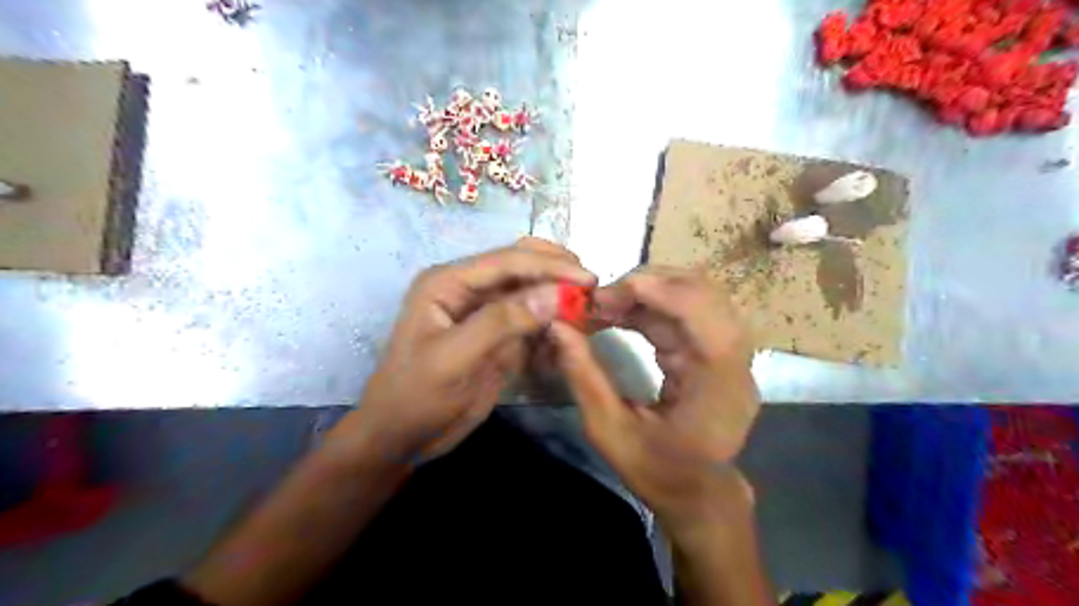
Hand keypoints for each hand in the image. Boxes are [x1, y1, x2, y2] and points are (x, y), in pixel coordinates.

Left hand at [335, 236, 593, 463]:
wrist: (401, 437)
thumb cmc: (415, 396)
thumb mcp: (454, 359)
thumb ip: (502, 322)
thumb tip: (554, 294)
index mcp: (449, 283)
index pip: (507, 261)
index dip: (549, 266)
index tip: (588, 279)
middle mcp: (469, 290)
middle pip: (520, 266)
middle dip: (557, 272)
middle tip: (592, 288)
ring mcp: (486, 314)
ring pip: (530, 292)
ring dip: (559, 297)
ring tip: (590, 307)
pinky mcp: (499, 338)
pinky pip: (532, 322)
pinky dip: (554, 323)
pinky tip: (574, 329)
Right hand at [551, 267, 762, 526]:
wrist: (699, 494)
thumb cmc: (657, 471)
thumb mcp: (609, 431)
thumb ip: (584, 376)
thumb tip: (557, 327)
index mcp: (717, 384)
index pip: (702, 315)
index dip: (659, 291)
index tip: (607, 293)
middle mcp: (733, 360)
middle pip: (703, 293)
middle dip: (647, 284)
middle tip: (599, 299)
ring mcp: (729, 352)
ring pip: (695, 294)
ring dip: (648, 291)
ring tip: (605, 305)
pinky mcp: (715, 350)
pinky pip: (686, 310)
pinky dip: (651, 305)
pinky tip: (620, 313)